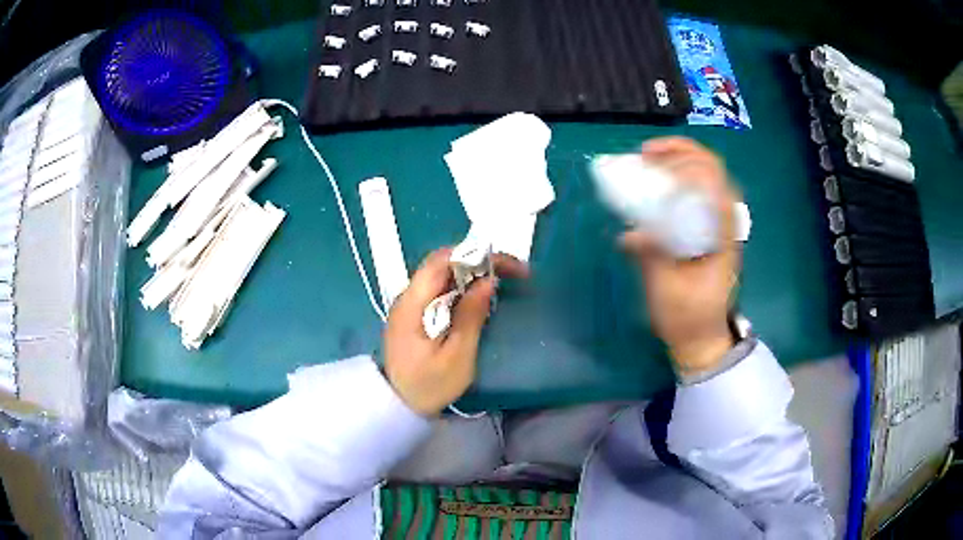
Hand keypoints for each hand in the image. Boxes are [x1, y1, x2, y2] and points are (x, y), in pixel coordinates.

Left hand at [384, 248, 528, 415]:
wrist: (397, 405)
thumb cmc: (428, 386)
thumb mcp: (456, 356)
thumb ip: (471, 316)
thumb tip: (489, 280)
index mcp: (412, 304)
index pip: (441, 261)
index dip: (475, 255)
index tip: (506, 265)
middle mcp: (407, 296)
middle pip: (442, 264)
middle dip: (478, 261)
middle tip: (512, 273)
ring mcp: (409, 305)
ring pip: (442, 276)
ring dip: (472, 274)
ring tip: (502, 282)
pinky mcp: (413, 314)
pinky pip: (439, 290)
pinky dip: (462, 288)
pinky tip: (479, 298)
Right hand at [619, 137, 738, 377]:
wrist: (703, 338)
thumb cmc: (688, 318)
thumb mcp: (668, 292)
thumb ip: (653, 259)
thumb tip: (630, 233)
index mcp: (721, 238)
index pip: (715, 184)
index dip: (688, 164)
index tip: (656, 163)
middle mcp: (724, 225)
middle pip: (714, 172)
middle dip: (681, 153)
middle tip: (646, 154)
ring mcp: (718, 227)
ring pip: (707, 179)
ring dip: (680, 161)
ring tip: (649, 160)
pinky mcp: (707, 232)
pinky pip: (697, 195)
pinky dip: (678, 180)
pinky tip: (655, 184)